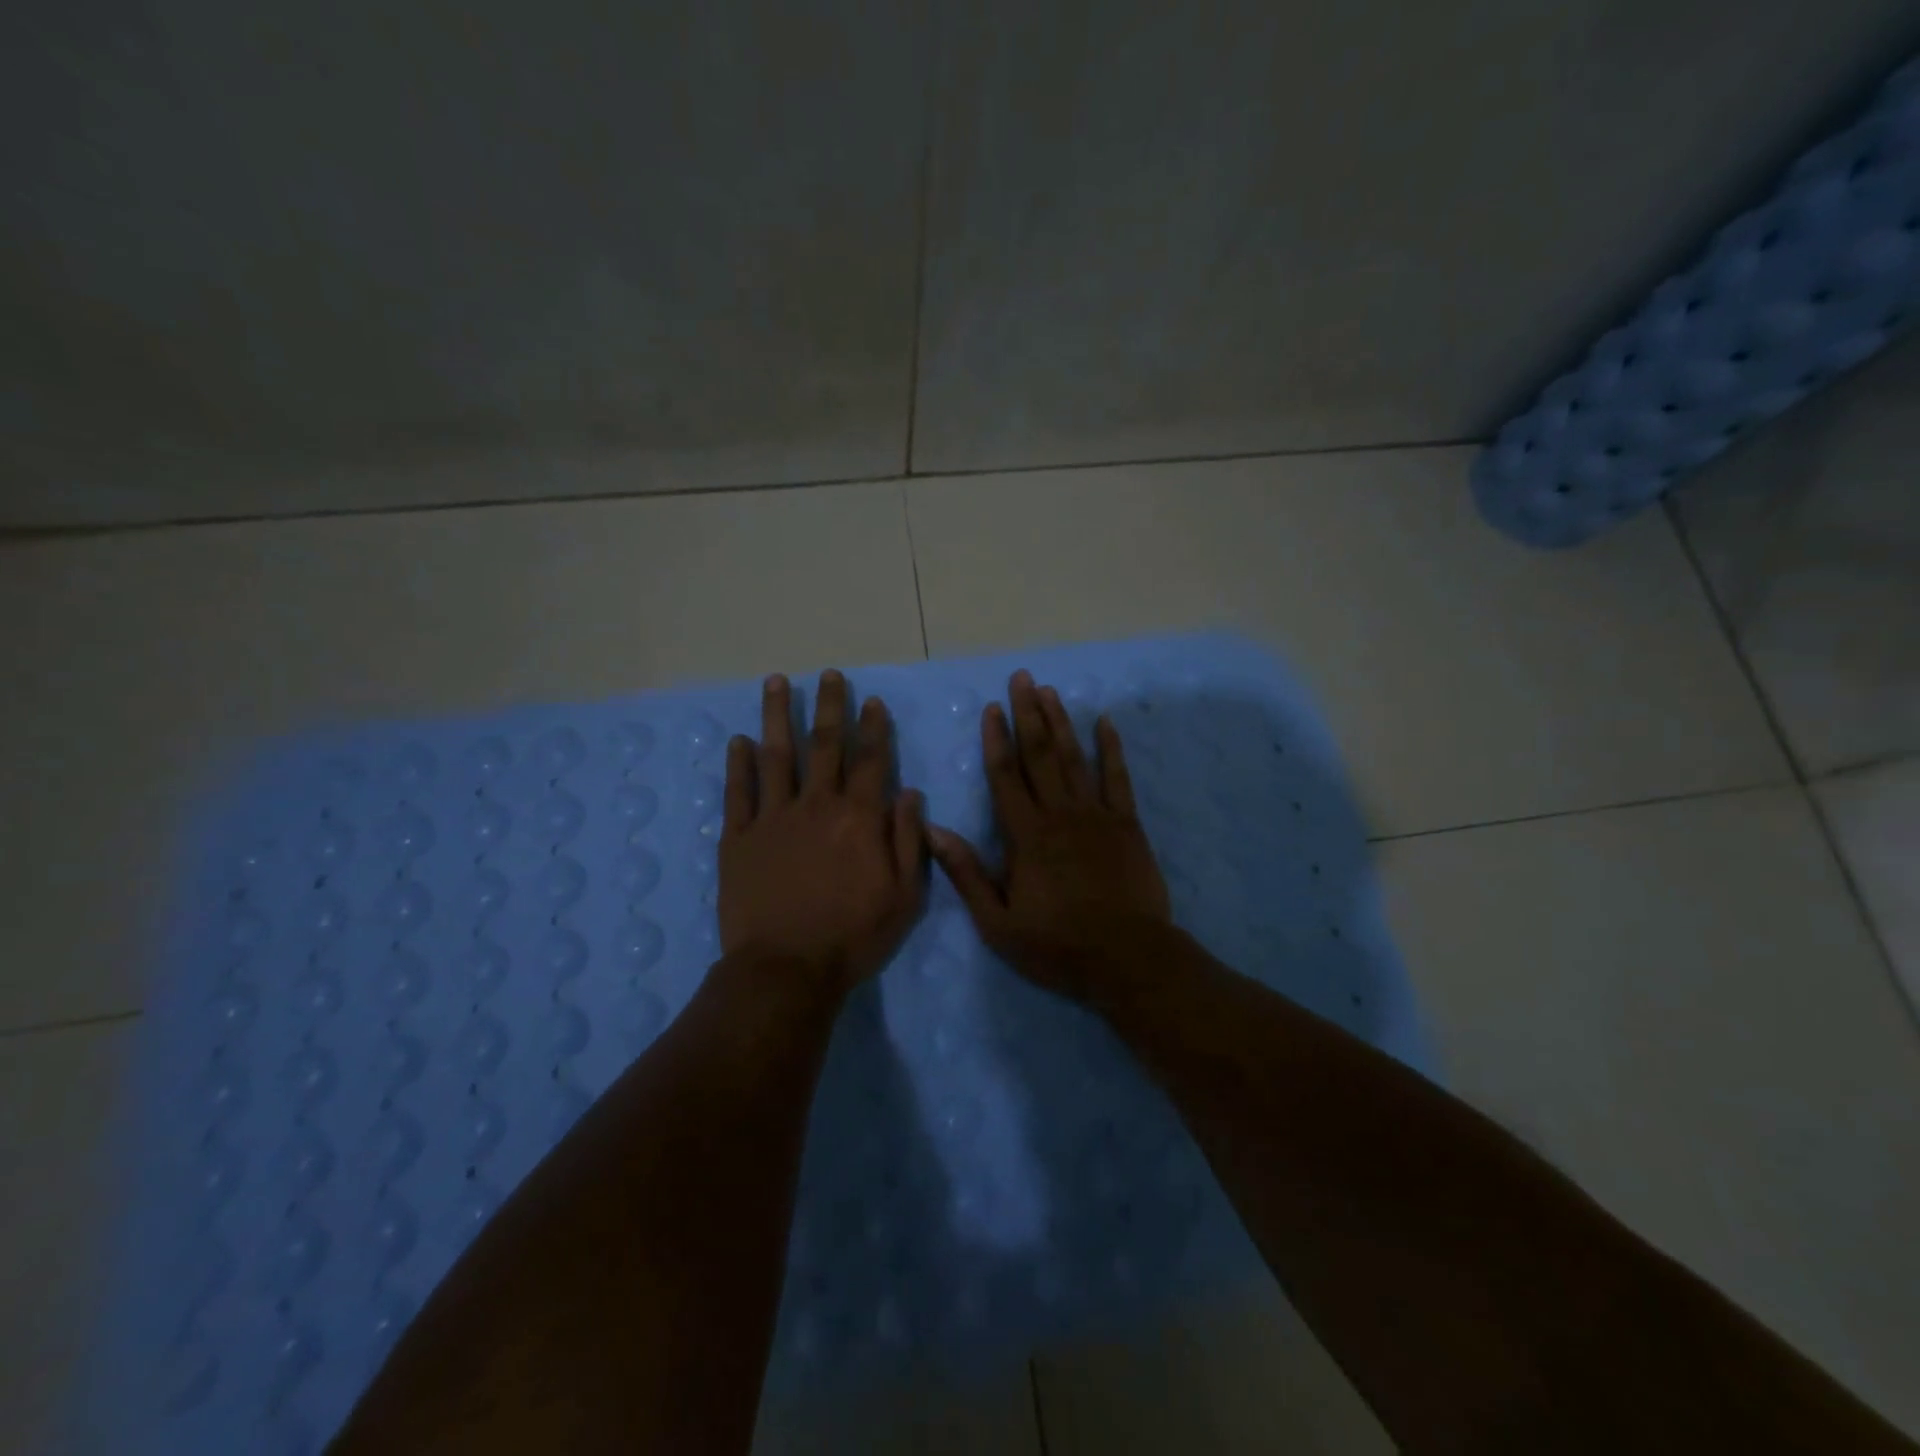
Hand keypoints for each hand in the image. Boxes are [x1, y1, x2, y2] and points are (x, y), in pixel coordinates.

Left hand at [718, 669, 926, 996]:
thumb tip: (910, 794)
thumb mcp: (904, 896)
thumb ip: (907, 840)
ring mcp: (773, 818)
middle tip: (828, 674)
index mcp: (859, 818)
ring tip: (776, 682)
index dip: (873, 727)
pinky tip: (739, 741)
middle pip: (825, 745)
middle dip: (829, 706)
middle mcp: (817, 805)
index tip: (872, 701)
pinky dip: (738, 764)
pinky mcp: (738, 838)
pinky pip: (738, 792)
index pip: (871, 760)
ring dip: (777, 716)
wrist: (786, 970)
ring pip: (776, 755)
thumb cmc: (853, 936)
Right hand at [928, 669, 1172, 1004]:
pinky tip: (1106, 723)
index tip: (991, 708)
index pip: (1005, 776)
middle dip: (1029, 714)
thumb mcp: (998, 922)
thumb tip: (933, 830)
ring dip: (1061, 722)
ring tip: (1050, 691)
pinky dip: (1112, 749)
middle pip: (1040, 755)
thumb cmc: (1057, 945)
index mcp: (1026, 835)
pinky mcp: (1127, 824)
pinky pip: (1118, 778)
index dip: (996, 740)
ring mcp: (1097, 815)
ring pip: (1075, 758)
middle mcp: (1060, 814)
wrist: (1127, 959)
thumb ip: (967, 873)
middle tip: (1022, 678)